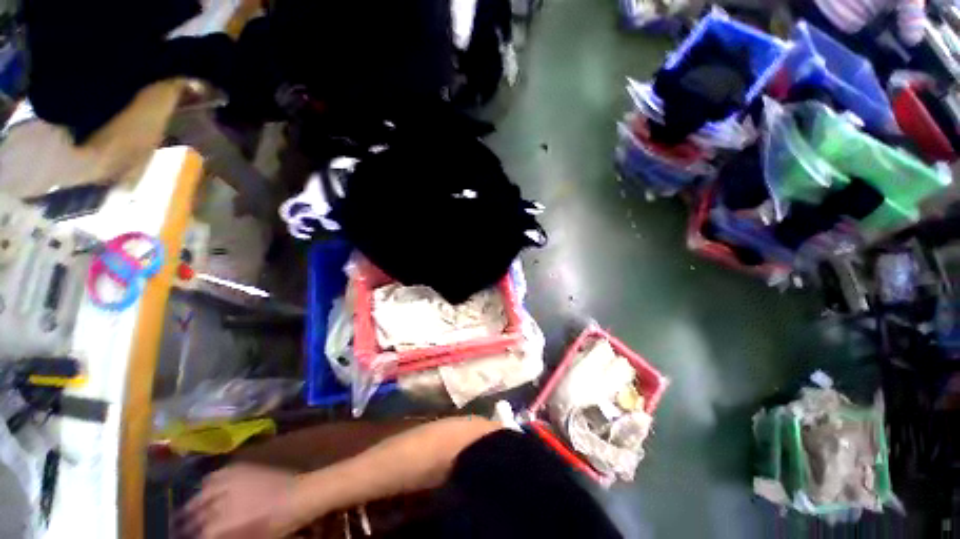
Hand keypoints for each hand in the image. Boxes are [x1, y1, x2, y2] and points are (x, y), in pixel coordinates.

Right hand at [180, 464, 300, 538]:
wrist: (300, 495)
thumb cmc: (279, 524)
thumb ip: (228, 537)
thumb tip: (208, 535)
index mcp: (228, 524)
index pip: (202, 534)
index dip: (193, 538)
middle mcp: (225, 502)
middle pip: (198, 515)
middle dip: (188, 523)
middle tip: (180, 528)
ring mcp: (233, 482)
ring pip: (203, 494)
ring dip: (194, 504)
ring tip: (187, 512)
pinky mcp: (242, 469)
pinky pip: (217, 475)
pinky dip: (207, 483)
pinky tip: (203, 489)